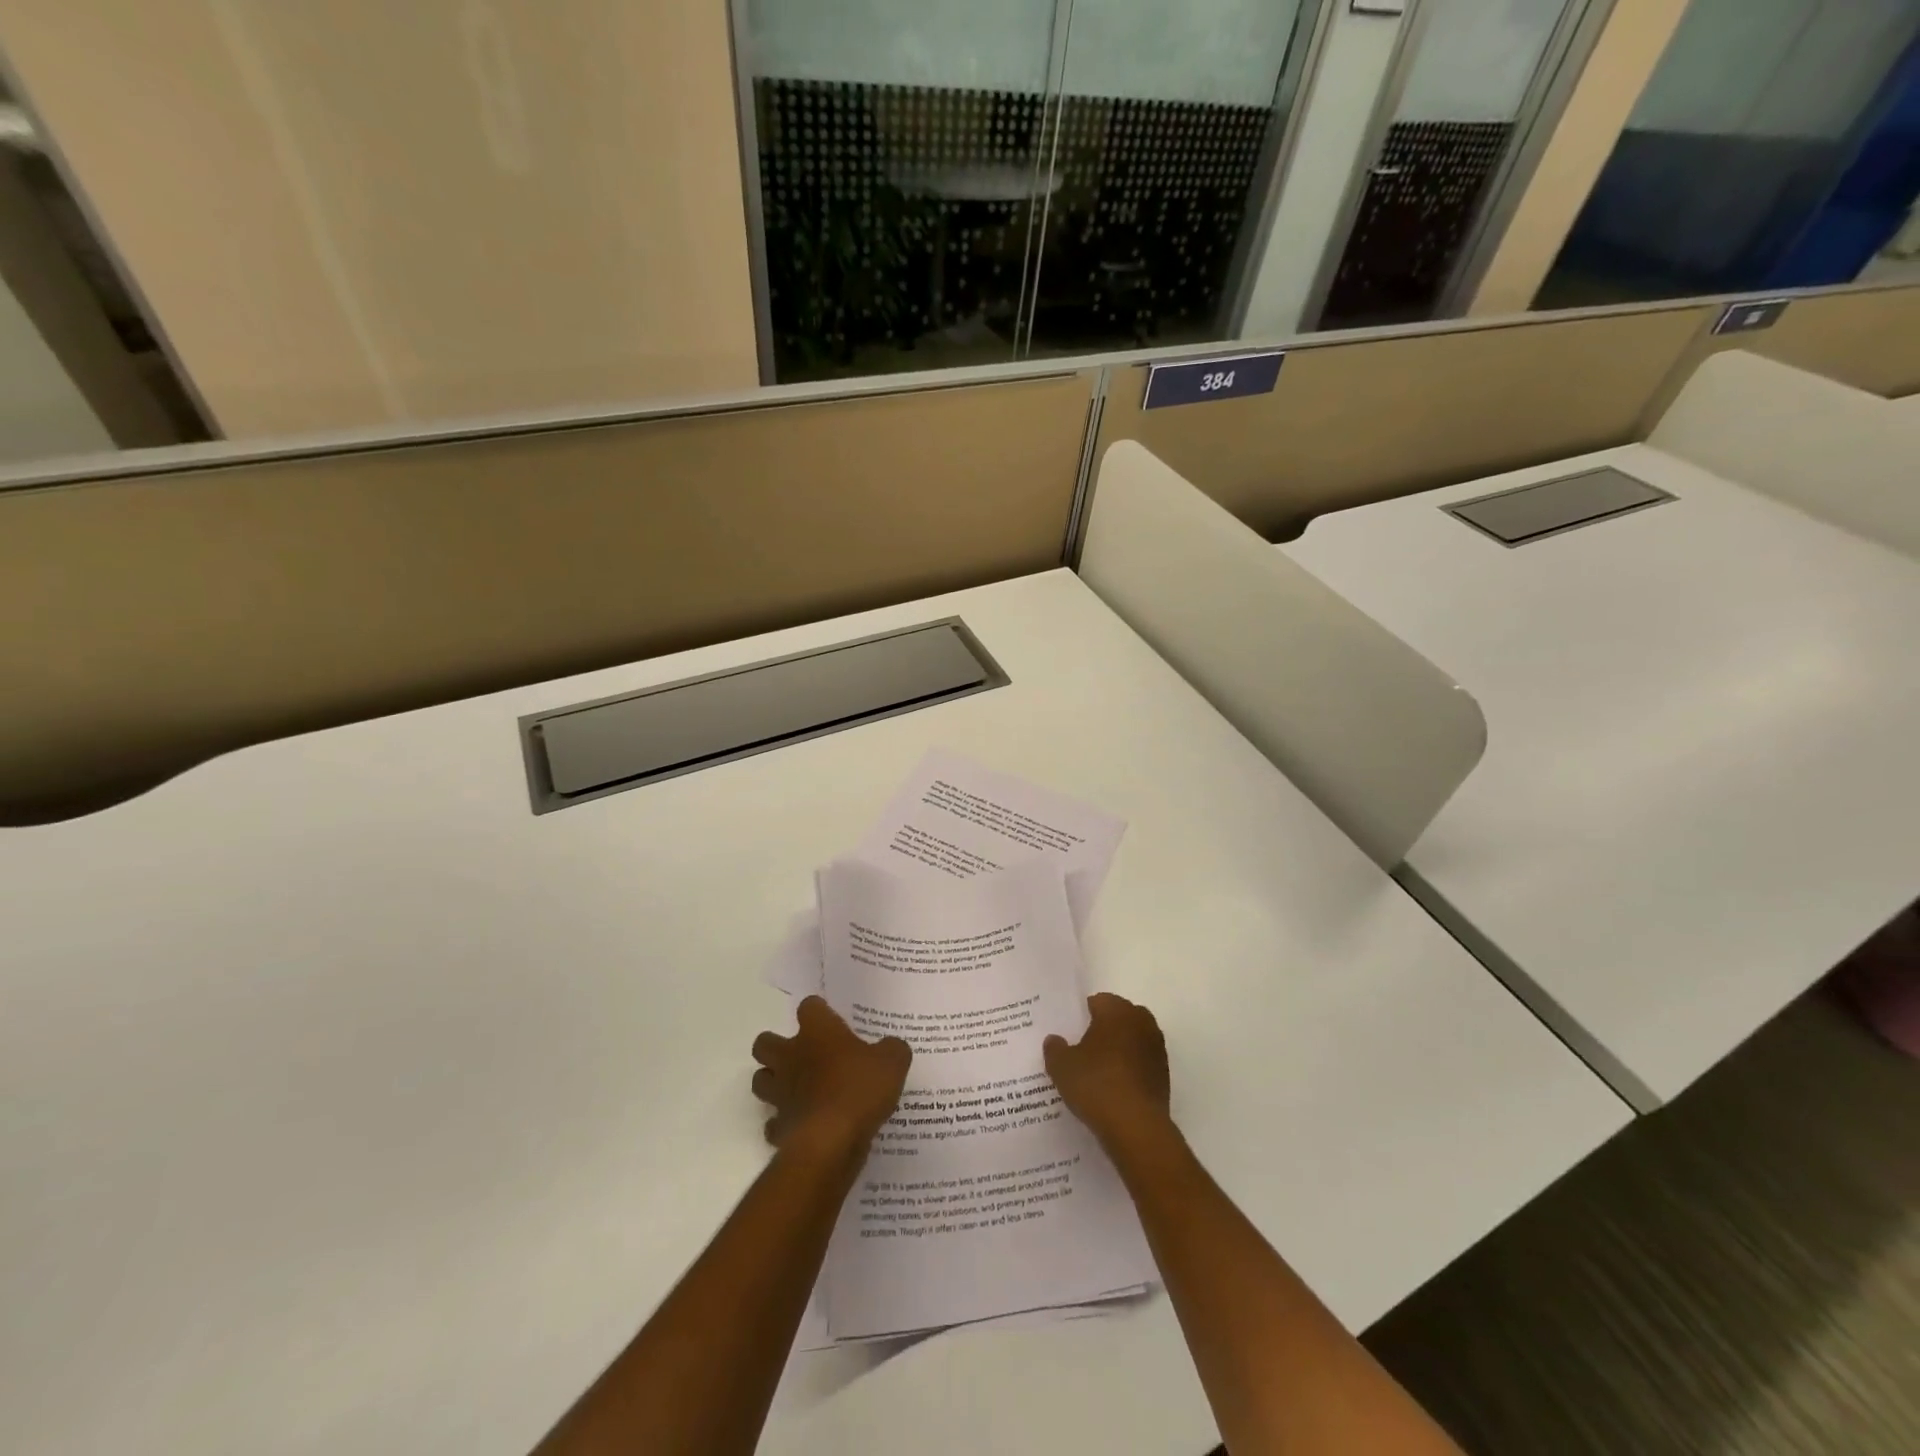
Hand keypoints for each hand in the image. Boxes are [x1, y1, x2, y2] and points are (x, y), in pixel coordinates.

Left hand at [751, 996, 910, 1161]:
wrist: (833, 1141)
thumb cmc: (861, 1089)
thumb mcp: (893, 1061)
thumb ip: (892, 1049)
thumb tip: (890, 1047)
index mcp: (817, 1031)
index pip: (809, 1006)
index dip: (819, 1011)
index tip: (831, 1020)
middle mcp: (791, 1056)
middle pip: (764, 1043)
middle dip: (777, 1046)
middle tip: (803, 1055)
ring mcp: (780, 1093)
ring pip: (761, 1080)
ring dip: (774, 1082)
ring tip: (797, 1088)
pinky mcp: (779, 1127)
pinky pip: (773, 1123)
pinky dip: (783, 1123)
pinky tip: (803, 1124)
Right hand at [1043, 993, 1171, 1149]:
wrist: (1136, 1128)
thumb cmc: (1096, 1085)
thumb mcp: (1062, 1066)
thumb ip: (1055, 1048)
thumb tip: (1054, 1040)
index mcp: (1117, 1011)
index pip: (1098, 1001)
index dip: (1082, 1015)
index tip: (1069, 1031)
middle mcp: (1141, 1022)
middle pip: (1118, 1018)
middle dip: (1103, 1029)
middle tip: (1082, 1048)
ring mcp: (1156, 1049)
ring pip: (1132, 1040)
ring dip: (1118, 1050)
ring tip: (1096, 1070)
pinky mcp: (1164, 1075)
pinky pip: (1140, 1063)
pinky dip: (1129, 1070)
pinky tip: (1112, 1088)